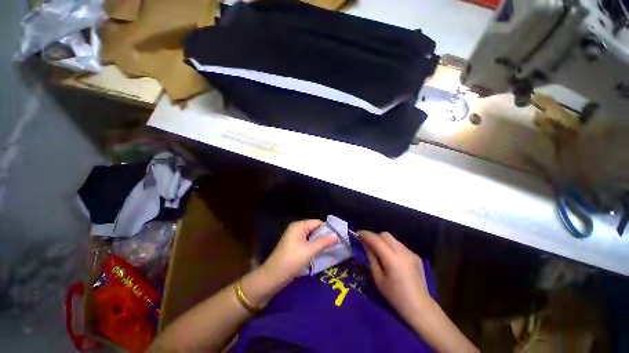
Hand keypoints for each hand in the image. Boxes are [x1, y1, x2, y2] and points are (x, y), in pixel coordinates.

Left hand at [262, 220, 337, 284]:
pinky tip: (321, 253)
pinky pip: (307, 243)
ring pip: (312, 237)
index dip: (328, 229)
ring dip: (320, 243)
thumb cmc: (292, 260)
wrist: (273, 277)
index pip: (318, 223)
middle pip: (315, 229)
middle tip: (337, 244)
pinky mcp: (294, 246)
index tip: (339, 237)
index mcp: (299, 226)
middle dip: (325, 236)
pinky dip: (314, 247)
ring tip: (331, 249)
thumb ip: (324, 242)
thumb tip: (337, 235)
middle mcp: (297, 229)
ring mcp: (295, 238)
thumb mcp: (310, 250)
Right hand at [359, 231, 430, 319]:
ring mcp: (411, 253)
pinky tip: (392, 260)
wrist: (420, 307)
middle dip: (374, 237)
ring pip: (393, 239)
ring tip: (380, 253)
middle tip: (368, 245)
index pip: (376, 239)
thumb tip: (366, 245)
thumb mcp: (378, 279)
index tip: (357, 234)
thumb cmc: (395, 296)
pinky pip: (400, 246)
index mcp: (392, 259)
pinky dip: (392, 248)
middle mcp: (402, 252)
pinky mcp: (416, 256)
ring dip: (383, 242)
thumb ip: (371, 258)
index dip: (365, 234)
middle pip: (385, 235)